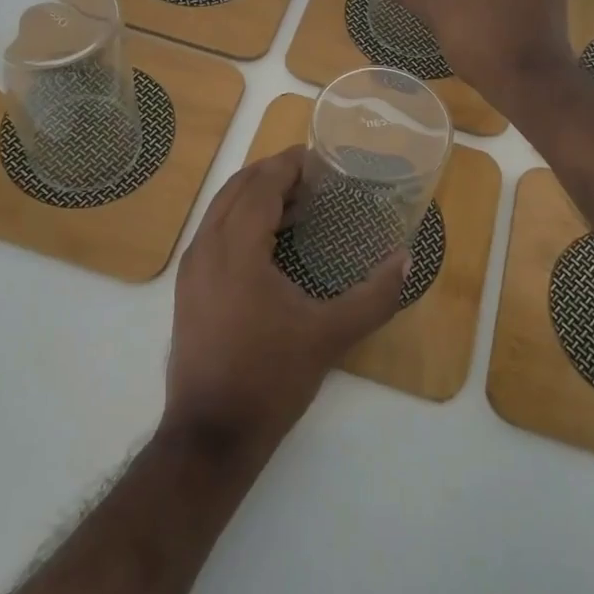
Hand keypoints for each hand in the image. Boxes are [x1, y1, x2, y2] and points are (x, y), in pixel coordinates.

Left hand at [163, 146, 406, 456]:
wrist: (210, 436)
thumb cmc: (270, 379)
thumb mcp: (329, 336)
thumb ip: (374, 296)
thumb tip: (406, 259)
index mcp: (236, 248)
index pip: (261, 184)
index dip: (289, 164)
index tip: (320, 157)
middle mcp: (206, 247)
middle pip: (237, 188)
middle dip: (272, 173)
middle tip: (312, 176)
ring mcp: (191, 268)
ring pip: (220, 209)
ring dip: (255, 195)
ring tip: (296, 203)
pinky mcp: (187, 288)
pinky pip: (213, 232)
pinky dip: (240, 219)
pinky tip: (269, 242)